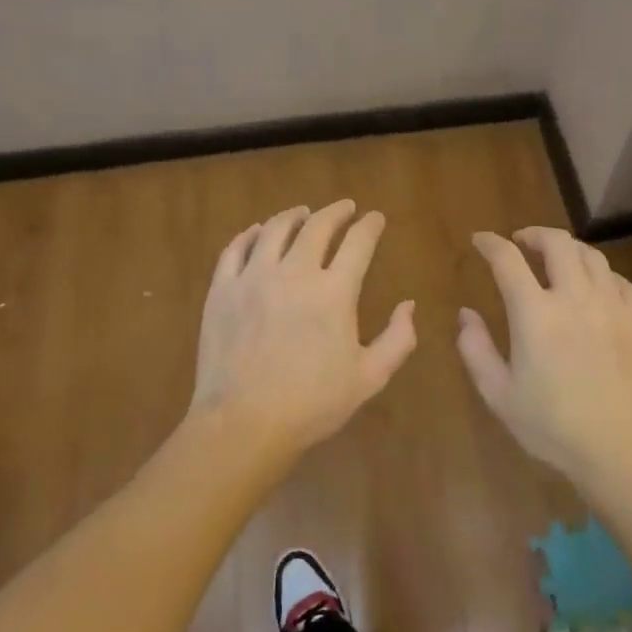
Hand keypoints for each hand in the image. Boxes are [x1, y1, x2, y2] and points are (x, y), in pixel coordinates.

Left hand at [188, 201, 416, 457]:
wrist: (244, 423)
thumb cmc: (312, 404)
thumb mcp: (369, 377)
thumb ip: (398, 339)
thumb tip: (408, 305)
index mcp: (334, 292)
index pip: (358, 242)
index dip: (370, 225)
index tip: (375, 218)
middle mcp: (295, 272)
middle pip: (317, 226)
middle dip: (336, 211)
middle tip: (344, 207)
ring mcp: (254, 277)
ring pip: (274, 229)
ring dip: (293, 215)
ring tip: (302, 212)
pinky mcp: (222, 289)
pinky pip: (235, 249)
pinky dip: (249, 234)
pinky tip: (256, 232)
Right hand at [456, 227, 631, 491]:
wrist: (626, 454)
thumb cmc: (554, 428)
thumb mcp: (500, 396)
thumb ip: (476, 350)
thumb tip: (466, 314)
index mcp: (535, 314)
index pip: (507, 259)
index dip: (490, 243)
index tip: (481, 240)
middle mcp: (575, 298)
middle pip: (556, 243)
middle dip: (534, 234)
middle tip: (522, 243)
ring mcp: (613, 306)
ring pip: (592, 256)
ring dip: (569, 249)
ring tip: (558, 259)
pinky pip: (621, 281)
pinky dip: (602, 275)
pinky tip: (596, 287)